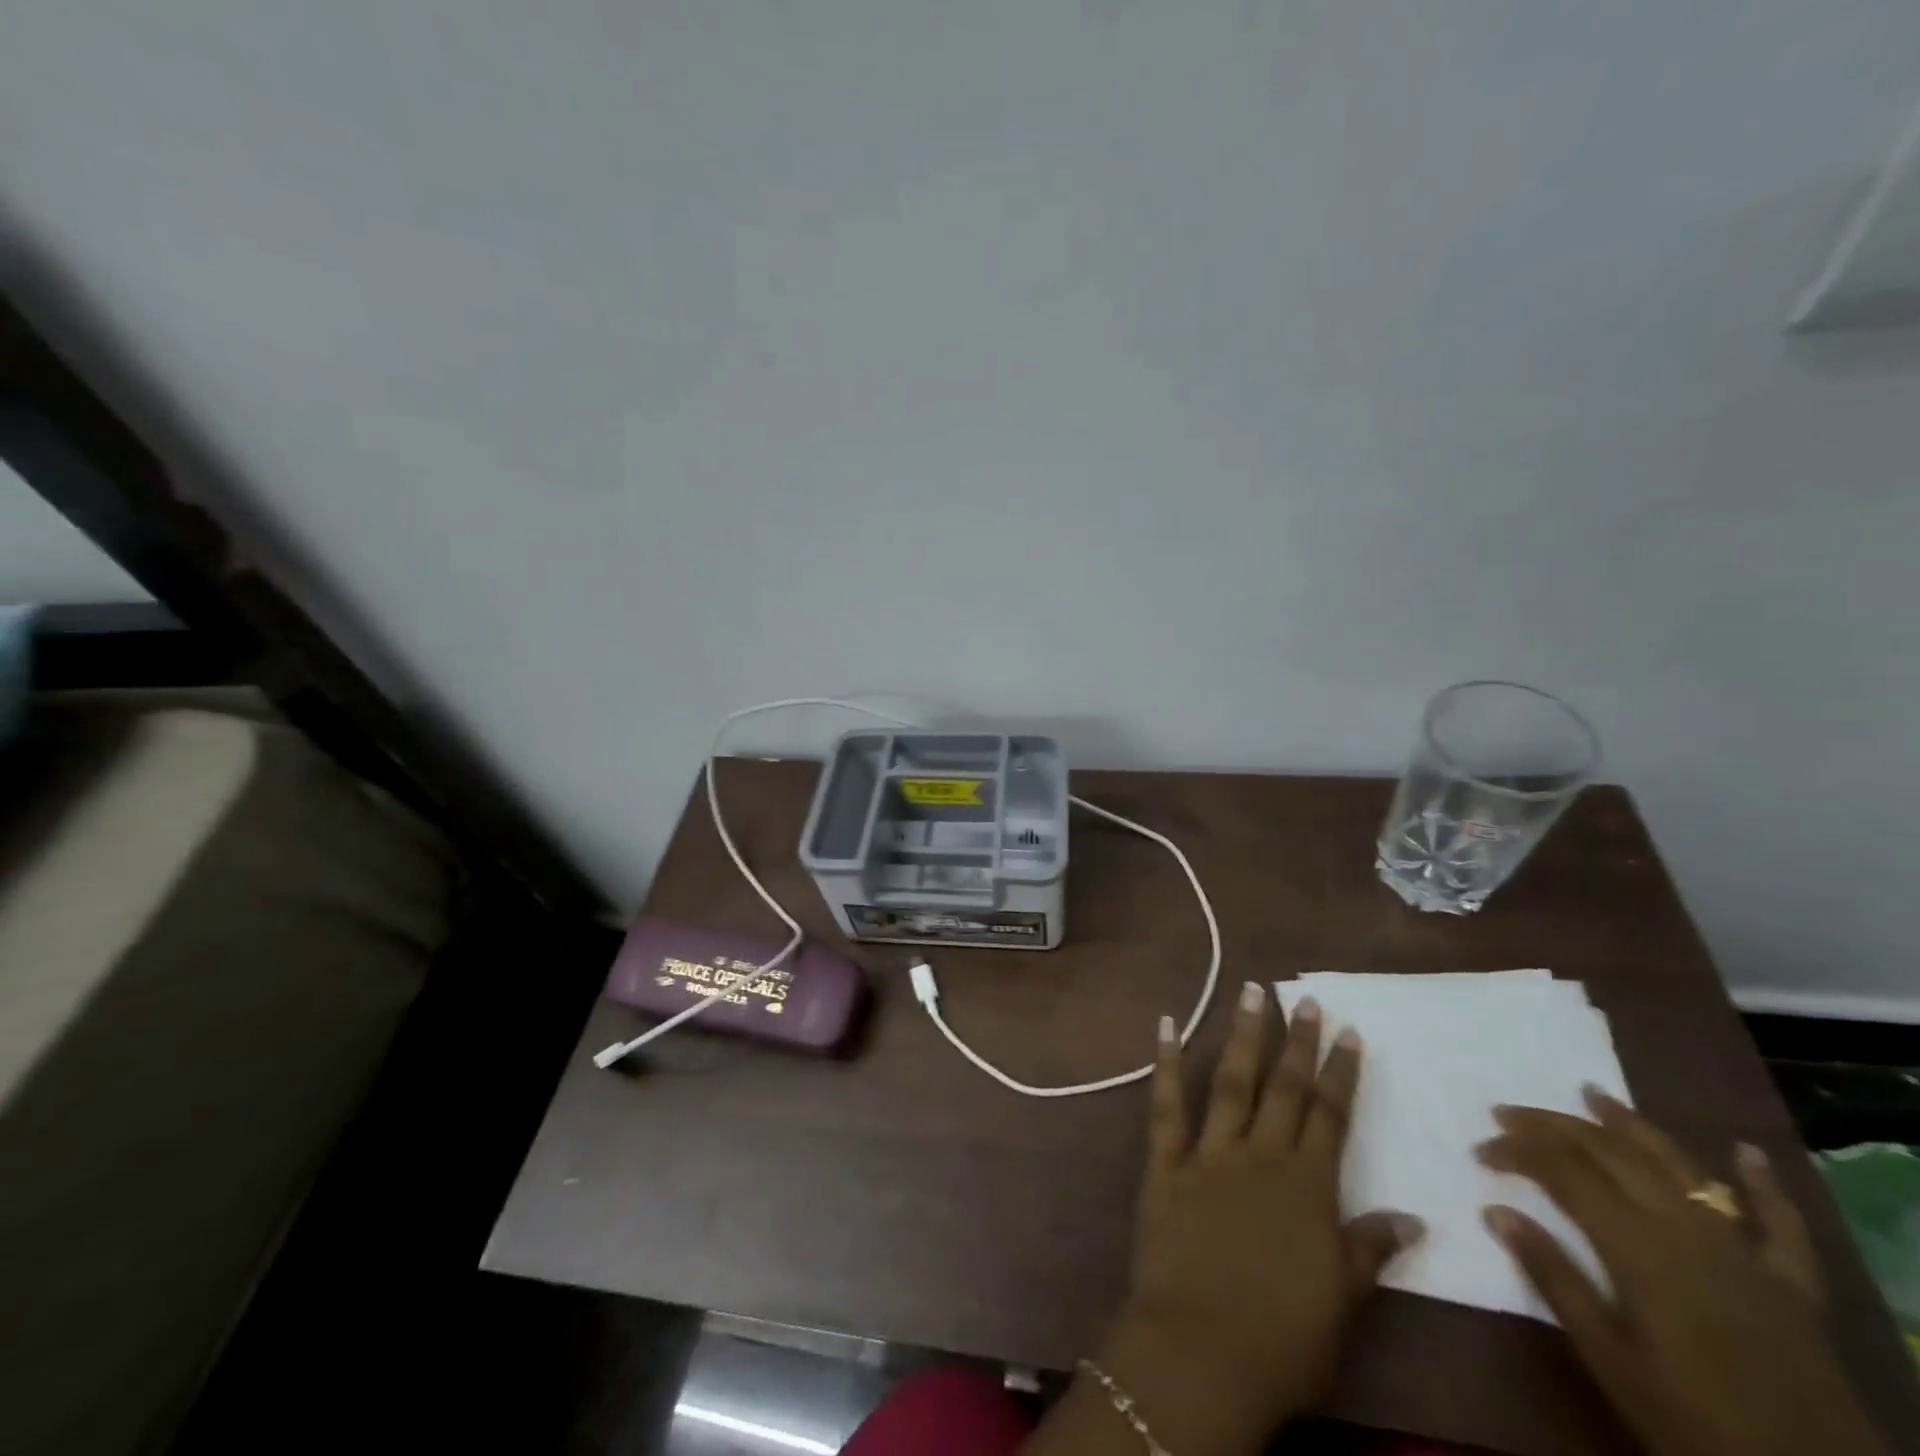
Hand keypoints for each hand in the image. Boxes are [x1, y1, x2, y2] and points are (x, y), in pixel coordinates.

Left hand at [1071, 981, 1423, 1455]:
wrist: (1203, 1351)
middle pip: (1283, 1088)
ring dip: (1241, 1035)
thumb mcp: (1343, 1300)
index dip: (1340, 1072)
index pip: (1330, 1116)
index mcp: (1307, 1185)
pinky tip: (1166, 1024)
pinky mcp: (1165, 1162)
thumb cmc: (1283, 1337)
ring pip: (1229, 1081)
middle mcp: (1259, 1155)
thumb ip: (1370, 1249)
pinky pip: (1165, 1104)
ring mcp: (1208, 1153)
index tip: (1348, 1031)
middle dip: (1296, 1041)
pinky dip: (1165, 1062)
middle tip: (1303, 997)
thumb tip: (1414, 1219)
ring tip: (1249, 992)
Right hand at [1478, 1090, 1884, 1455]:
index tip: (1479, 1150)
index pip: (1562, 1173)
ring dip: (1632, 1126)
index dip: (1516, 1151)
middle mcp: (1686, 1229)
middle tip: (1508, 1112)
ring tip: (1593, 1093)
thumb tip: (1495, 1210)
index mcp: (1637, 1246)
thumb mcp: (1609, 1359)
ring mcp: (1744, 1252)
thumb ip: (1554, 1278)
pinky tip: (1746, 1151)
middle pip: (1611, 1154)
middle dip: (1553, 1125)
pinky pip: (1780, 1224)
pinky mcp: (1791, 1283)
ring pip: (1679, 1167)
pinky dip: (1763, 1184)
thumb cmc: (1693, 1423)